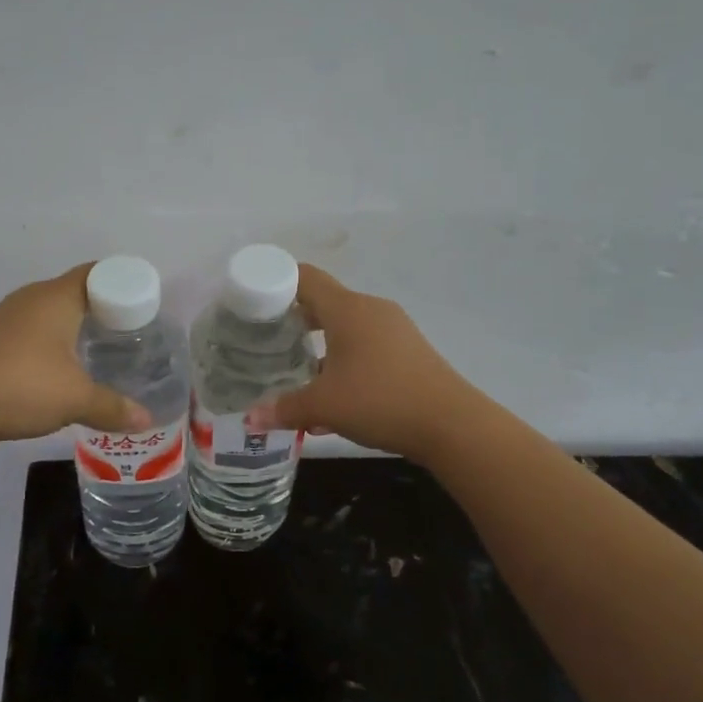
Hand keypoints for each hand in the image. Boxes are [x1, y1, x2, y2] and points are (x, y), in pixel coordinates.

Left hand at [0, 265, 152, 451]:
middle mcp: (31, 300)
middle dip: (103, 309)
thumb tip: (146, 419)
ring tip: (102, 351)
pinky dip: (53, 345)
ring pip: (51, 314)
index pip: (97, 273)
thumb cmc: (21, 386)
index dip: (123, 284)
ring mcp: (7, 320)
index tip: (143, 306)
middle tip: (130, 332)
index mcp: (55, 298)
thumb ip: (113, 407)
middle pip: (75, 292)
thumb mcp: (75, 399)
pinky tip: (63, 370)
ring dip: (75, 328)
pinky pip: (33, 334)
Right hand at [248, 265, 474, 460]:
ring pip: (346, 326)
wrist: (451, 424)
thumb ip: (283, 409)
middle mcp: (370, 310)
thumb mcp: (323, 407)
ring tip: (295, 368)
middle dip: (293, 318)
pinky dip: (343, 359)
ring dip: (319, 343)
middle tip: (266, 337)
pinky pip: (365, 345)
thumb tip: (250, 419)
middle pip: (324, 301)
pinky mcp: (408, 351)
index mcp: (347, 309)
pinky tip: (333, 394)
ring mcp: (394, 329)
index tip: (253, 300)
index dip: (276, 281)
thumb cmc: (380, 401)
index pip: (305, 277)